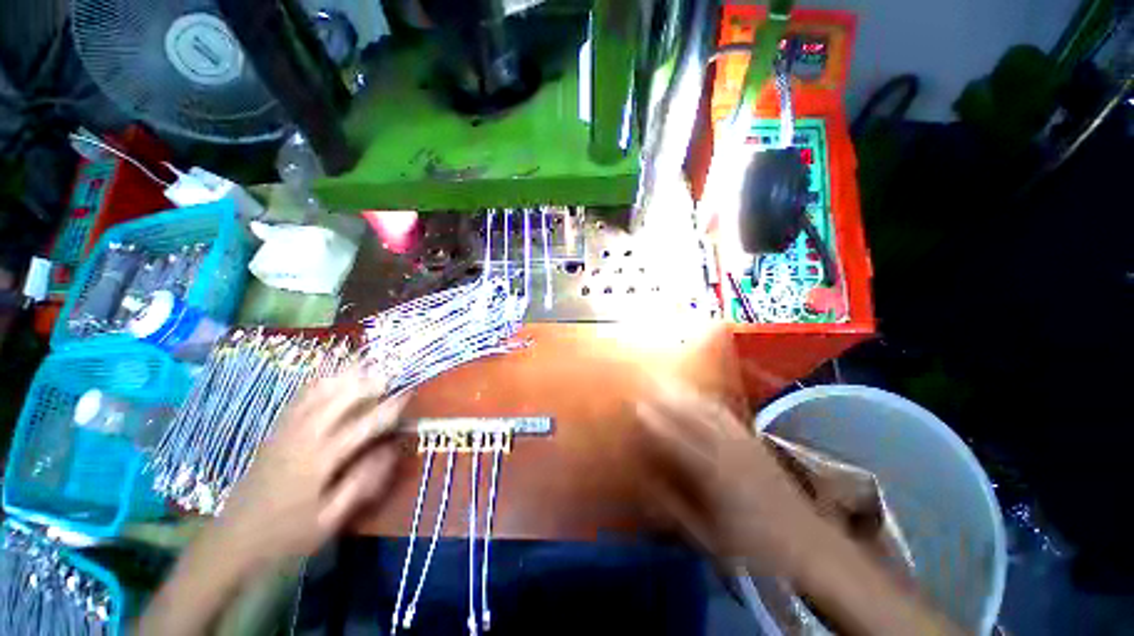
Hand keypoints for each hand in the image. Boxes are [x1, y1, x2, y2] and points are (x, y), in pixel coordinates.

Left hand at [214, 370, 409, 567]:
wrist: (233, 540)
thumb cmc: (287, 534)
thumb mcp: (329, 520)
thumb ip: (361, 483)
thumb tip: (389, 451)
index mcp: (319, 461)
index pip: (362, 426)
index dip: (388, 409)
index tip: (407, 395)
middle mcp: (302, 438)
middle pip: (337, 400)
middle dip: (365, 383)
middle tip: (388, 375)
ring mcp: (285, 432)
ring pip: (316, 394)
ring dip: (341, 377)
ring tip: (363, 366)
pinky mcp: (274, 432)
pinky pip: (297, 400)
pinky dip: (316, 383)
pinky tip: (329, 377)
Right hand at [636, 382, 821, 574]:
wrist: (807, 545)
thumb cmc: (752, 547)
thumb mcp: (708, 536)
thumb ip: (675, 508)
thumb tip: (647, 484)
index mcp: (717, 478)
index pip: (680, 443)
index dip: (658, 423)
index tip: (637, 407)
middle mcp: (731, 454)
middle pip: (695, 418)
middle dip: (669, 399)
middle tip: (648, 383)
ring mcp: (745, 444)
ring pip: (711, 411)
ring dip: (688, 394)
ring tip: (669, 381)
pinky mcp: (755, 441)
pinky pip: (729, 415)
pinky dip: (710, 401)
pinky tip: (701, 395)